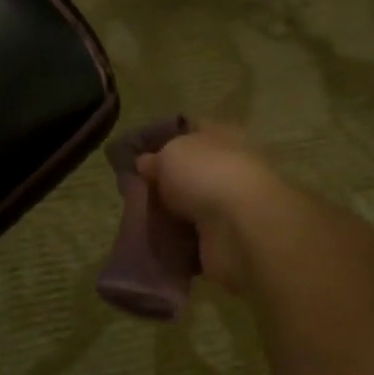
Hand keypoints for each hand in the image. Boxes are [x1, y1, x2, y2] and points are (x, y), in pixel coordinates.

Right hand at [137, 126, 324, 294]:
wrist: (241, 230)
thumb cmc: (207, 175)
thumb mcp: (171, 153)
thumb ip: (156, 157)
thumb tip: (146, 163)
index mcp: (222, 138)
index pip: (192, 131)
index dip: (165, 139)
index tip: (138, 152)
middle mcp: (229, 170)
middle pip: (189, 174)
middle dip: (163, 183)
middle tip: (132, 190)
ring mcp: (229, 209)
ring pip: (189, 209)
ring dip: (167, 215)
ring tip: (137, 218)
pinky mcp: (224, 243)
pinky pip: (190, 241)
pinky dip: (174, 243)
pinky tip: (151, 241)